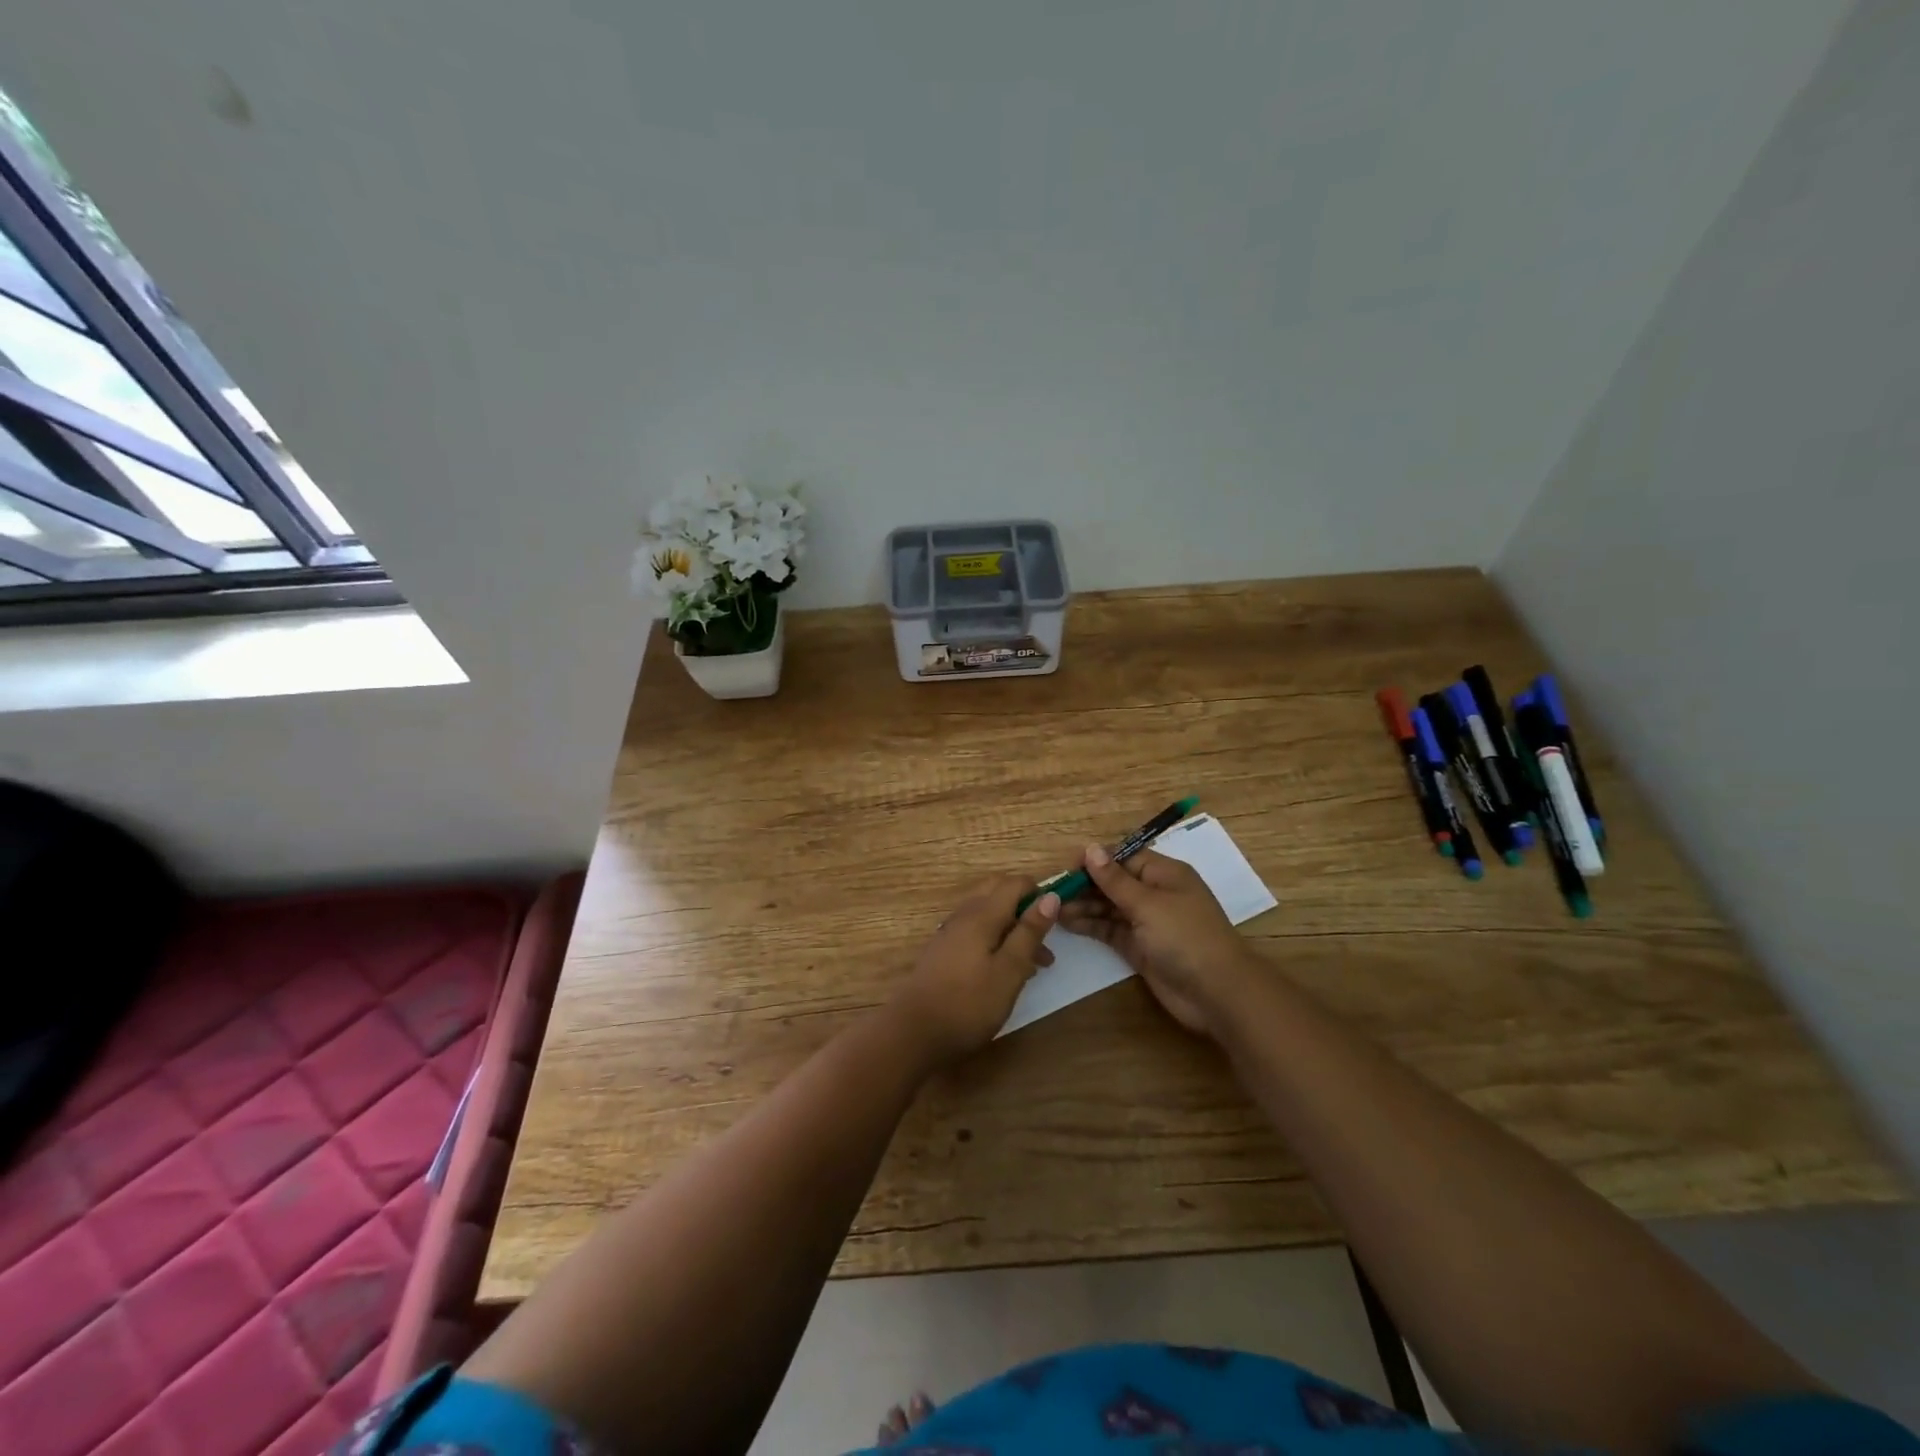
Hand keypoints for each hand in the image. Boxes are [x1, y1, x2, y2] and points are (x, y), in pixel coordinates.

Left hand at [888, 875, 1058, 1064]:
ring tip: (1037, 964)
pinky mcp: (944, 953)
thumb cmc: (968, 1003)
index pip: (1014, 884)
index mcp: (981, 914)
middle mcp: (964, 916)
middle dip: (1025, 908)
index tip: (1059, 917)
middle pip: (998, 893)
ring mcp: (950, 934)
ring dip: (1013, 929)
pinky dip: (997, 941)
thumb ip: (1029, 932)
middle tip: (1046, 938)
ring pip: (988, 915)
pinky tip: (1007, 972)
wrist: (913, 1032)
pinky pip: (976, 933)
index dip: (1039, 892)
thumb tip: (1050, 896)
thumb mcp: (1009, 970)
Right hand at [1056, 845, 1255, 1035]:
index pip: (1123, 857)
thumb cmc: (1185, 937)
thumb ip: (1115, 880)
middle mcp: (1155, 893)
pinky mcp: (1140, 947)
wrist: (1217, 993)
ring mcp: (1147, 922)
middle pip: (1114, 882)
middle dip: (1085, 884)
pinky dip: (1090, 925)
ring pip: (1109, 906)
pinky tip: (1067, 922)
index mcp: (1163, 873)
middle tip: (1053, 891)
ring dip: (1084, 905)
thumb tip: (1091, 849)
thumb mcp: (1148, 904)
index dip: (1095, 860)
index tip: (1066, 868)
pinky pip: (1110, 929)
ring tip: (1054, 908)